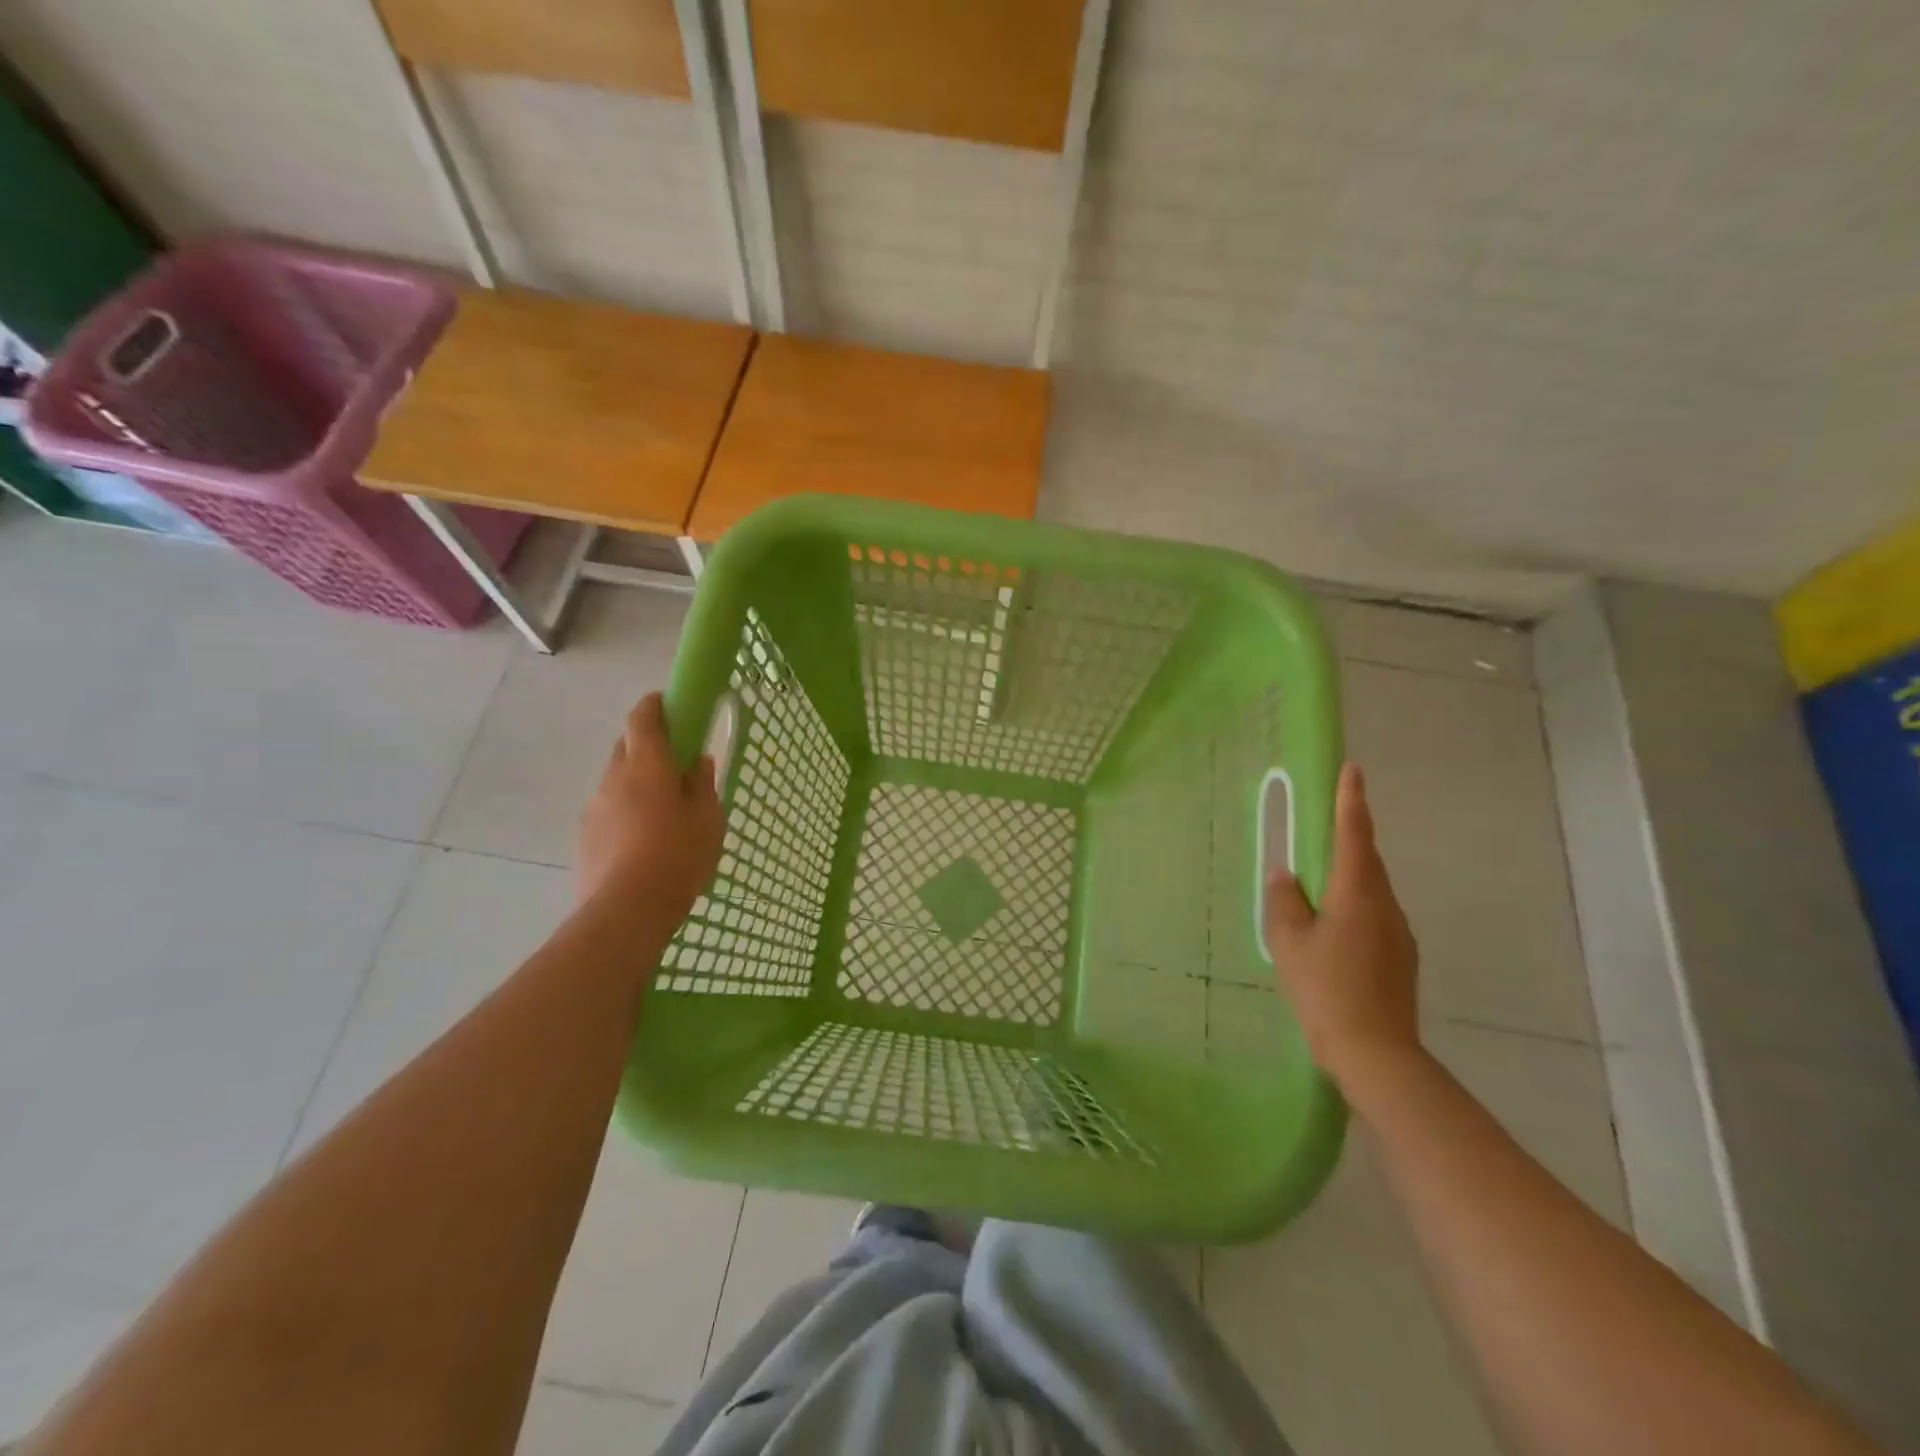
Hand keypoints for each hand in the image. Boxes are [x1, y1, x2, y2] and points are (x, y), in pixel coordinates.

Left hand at [577, 694, 724, 917]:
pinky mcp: (584, 837)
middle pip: (626, 746)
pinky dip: (625, 811)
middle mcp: (614, 778)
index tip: (670, 704)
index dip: (655, 705)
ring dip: (636, 782)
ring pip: (616, 780)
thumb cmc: (678, 856)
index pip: (643, 718)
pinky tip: (643, 840)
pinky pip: (608, 810)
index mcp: (647, 765)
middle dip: (647, 745)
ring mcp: (594, 807)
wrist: (626, 911)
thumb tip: (698, 763)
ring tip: (661, 811)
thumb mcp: (708, 819)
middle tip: (674, 764)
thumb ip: (703, 785)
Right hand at [1265, 762, 1420, 1087]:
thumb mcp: (1289, 941)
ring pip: (1371, 890)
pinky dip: (1354, 906)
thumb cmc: (1326, 989)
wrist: (1377, 1053)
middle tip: (1326, 822)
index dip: (1351, 799)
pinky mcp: (1401, 958)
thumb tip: (1286, 874)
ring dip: (1348, 876)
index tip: (1353, 769)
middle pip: (1366, 860)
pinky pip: (1375, 916)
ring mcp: (1399, 933)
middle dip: (1348, 836)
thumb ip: (1285, 901)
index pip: (1354, 833)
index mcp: (1357, 892)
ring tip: (1318, 885)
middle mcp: (1385, 905)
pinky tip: (1332, 930)